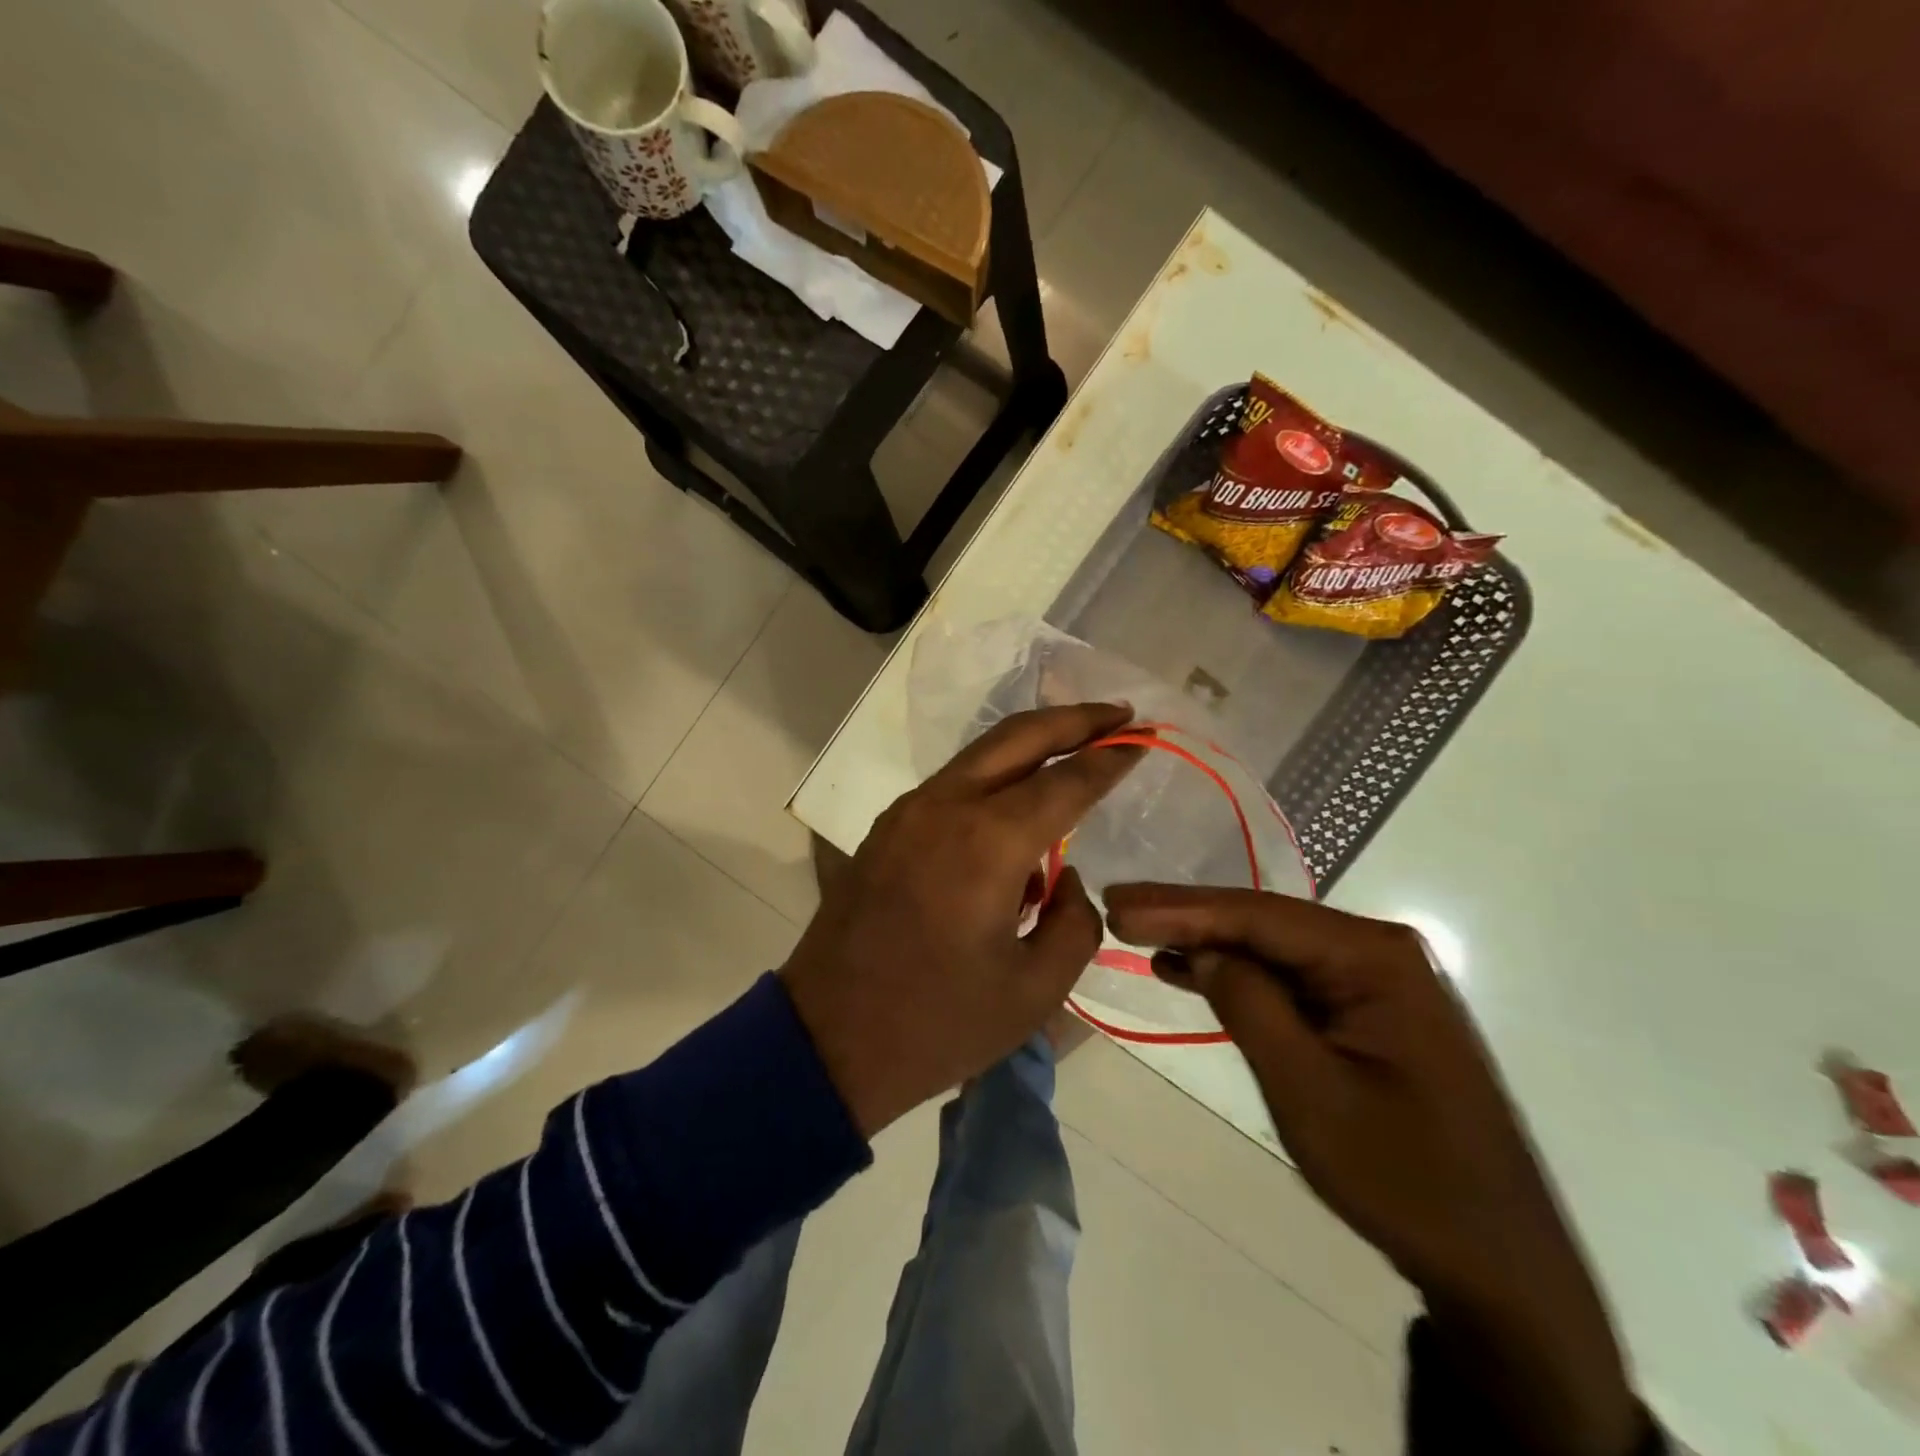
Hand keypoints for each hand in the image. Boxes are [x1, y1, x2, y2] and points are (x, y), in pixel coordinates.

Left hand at [780, 703, 1142, 1137]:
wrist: (828, 1039)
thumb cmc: (937, 1023)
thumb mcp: (1034, 990)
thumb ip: (1074, 923)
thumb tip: (1066, 879)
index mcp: (988, 841)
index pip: (1066, 781)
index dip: (1110, 758)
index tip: (1144, 740)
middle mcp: (945, 806)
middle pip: (1018, 736)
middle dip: (1074, 718)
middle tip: (1120, 713)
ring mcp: (908, 811)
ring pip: (981, 753)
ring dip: (1032, 741)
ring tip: (1078, 744)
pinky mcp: (888, 827)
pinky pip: (954, 783)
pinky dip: (995, 774)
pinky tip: (1019, 798)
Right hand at [1103, 885, 1646, 1455]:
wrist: (1498, 1264)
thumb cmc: (1402, 1177)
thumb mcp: (1308, 1090)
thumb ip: (1249, 1004)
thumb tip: (1202, 949)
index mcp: (1373, 958)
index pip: (1257, 916)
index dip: (1180, 907)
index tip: (1117, 902)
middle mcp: (1376, 952)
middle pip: (1262, 922)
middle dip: (1186, 916)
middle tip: (1116, 905)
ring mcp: (1373, 982)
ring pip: (1270, 948)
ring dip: (1205, 942)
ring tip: (1136, 931)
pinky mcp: (1364, 1012)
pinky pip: (1288, 980)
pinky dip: (1237, 976)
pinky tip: (1187, 969)